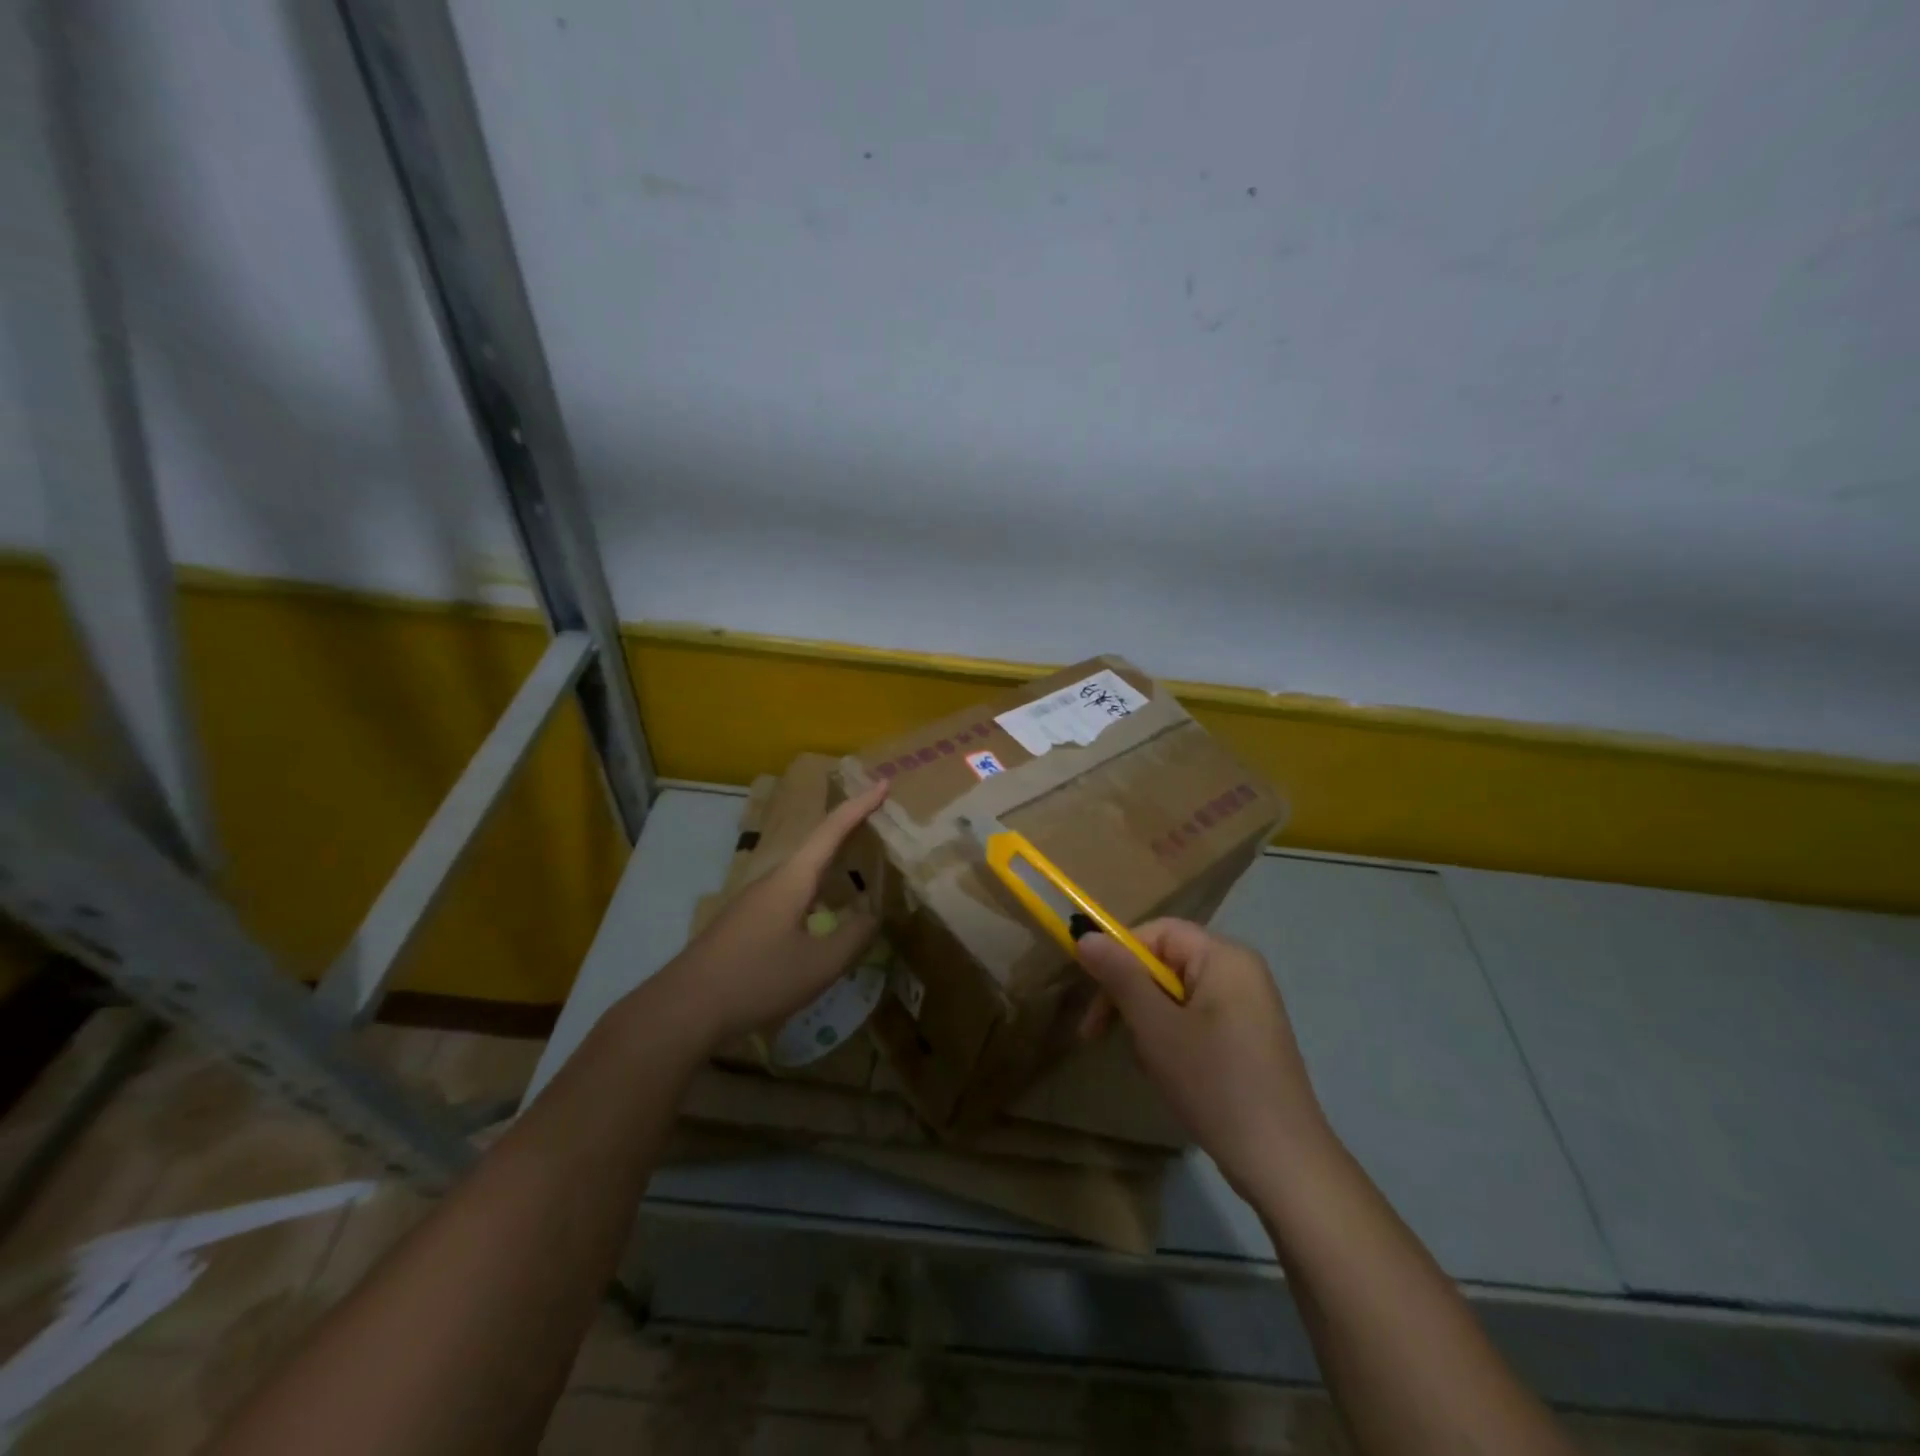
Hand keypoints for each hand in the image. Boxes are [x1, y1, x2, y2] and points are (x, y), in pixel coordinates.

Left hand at [650, 780, 888, 1047]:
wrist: (684, 1007)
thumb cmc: (757, 978)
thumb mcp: (819, 965)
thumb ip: (853, 938)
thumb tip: (872, 916)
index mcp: (793, 879)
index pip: (832, 830)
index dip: (860, 806)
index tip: (884, 783)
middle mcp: (773, 880)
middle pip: (816, 845)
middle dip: (848, 830)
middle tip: (879, 822)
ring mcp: (754, 901)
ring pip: (802, 872)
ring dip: (832, 864)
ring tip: (859, 867)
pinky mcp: (745, 922)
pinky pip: (790, 893)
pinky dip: (816, 890)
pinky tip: (823, 914)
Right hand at [1077, 919, 1331, 1201]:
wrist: (1284, 1165)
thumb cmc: (1215, 1083)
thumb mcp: (1155, 1027)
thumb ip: (1120, 976)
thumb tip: (1085, 935)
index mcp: (1224, 957)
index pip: (1157, 932)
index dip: (1119, 956)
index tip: (1093, 996)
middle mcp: (1240, 971)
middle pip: (1166, 962)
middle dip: (1130, 995)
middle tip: (1099, 1035)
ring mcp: (1249, 1006)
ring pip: (1176, 995)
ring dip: (1148, 1022)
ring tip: (1147, 1063)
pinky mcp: (1249, 1038)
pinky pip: (1196, 1019)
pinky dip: (1172, 1039)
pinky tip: (1170, 1075)